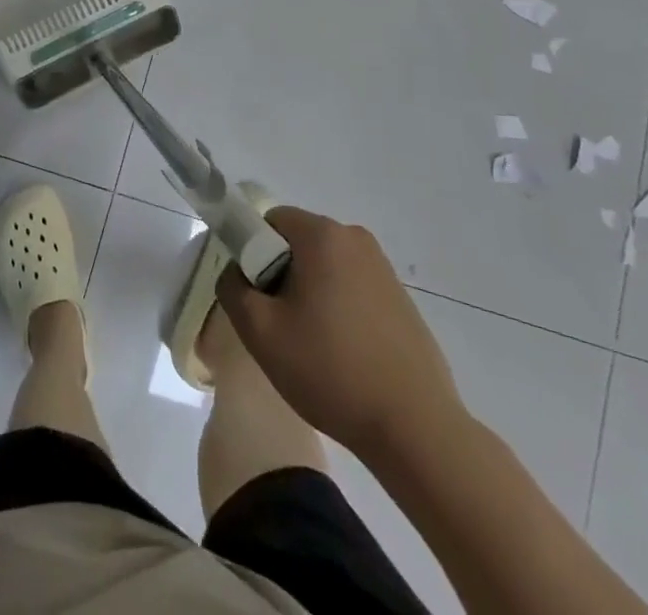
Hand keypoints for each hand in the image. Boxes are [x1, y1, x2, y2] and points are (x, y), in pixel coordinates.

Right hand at [217, 206, 467, 458]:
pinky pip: (351, 287)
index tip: (259, 299)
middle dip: (281, 275)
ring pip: (325, 267)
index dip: (254, 254)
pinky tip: (343, 354)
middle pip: (298, 242)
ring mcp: (383, 268)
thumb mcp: (260, 332)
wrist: (415, 427)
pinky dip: (338, 309)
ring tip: (312, 345)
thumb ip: (232, 287)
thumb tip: (237, 272)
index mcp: (323, 235)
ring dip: (310, 294)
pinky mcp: (400, 298)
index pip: (270, 221)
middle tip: (280, 326)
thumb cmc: (331, 371)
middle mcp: (355, 238)